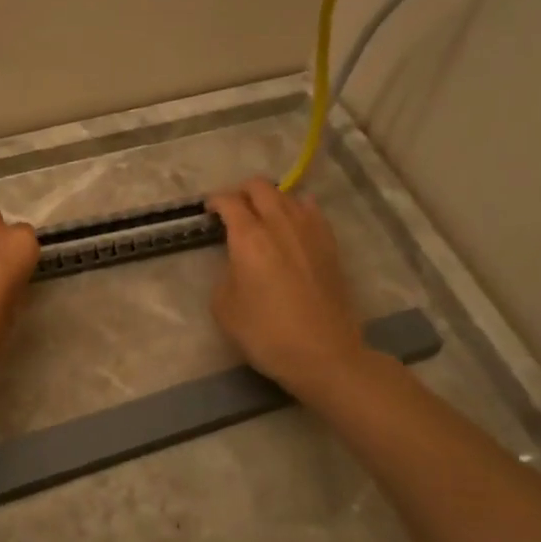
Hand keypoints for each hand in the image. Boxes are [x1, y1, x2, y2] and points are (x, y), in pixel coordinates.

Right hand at [206, 179, 363, 396]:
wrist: (325, 354)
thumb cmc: (267, 334)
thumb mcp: (224, 308)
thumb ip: (225, 274)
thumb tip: (236, 263)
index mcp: (249, 237)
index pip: (229, 201)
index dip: (215, 201)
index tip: (209, 211)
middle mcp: (280, 224)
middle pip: (260, 187)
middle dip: (242, 192)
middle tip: (234, 209)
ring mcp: (310, 231)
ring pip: (288, 195)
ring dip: (271, 199)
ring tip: (263, 217)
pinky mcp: (330, 245)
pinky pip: (312, 211)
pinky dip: (298, 209)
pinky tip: (294, 223)